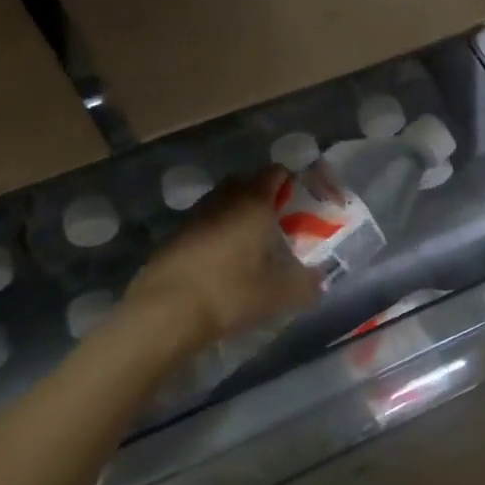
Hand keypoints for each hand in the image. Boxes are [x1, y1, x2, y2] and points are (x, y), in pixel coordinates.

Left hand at [117, 170, 320, 351]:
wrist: (165, 312)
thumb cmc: (230, 293)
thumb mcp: (278, 294)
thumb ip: (306, 284)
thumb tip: (320, 281)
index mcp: (255, 202)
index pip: (277, 173)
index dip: (291, 183)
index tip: (300, 204)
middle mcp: (225, 198)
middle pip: (248, 182)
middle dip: (264, 196)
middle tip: (277, 222)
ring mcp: (196, 214)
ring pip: (223, 201)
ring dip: (237, 213)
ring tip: (249, 242)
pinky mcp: (175, 234)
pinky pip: (204, 221)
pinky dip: (216, 231)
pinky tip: (220, 259)